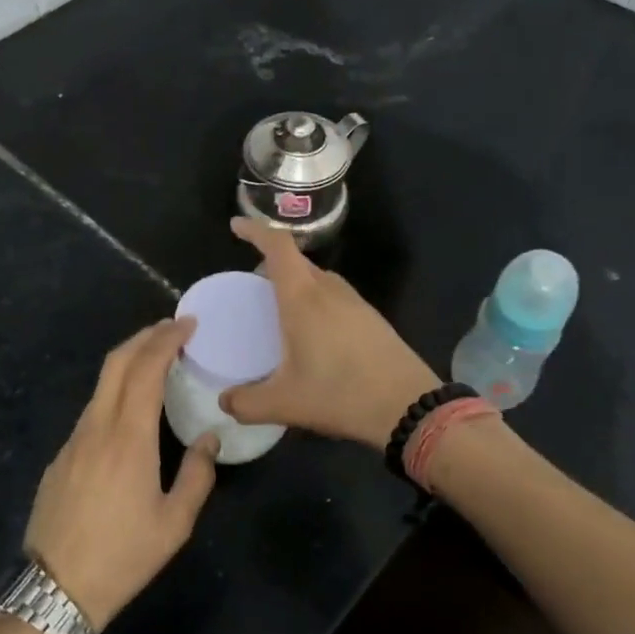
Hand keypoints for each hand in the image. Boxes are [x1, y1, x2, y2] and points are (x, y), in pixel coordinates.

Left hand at [25, 319, 218, 627]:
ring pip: (101, 385)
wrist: (55, 590)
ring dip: (128, 363)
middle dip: (144, 336)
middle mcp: (97, 427)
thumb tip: (208, 439)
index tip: (187, 324)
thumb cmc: (123, 556)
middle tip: (172, 329)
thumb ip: (197, 475)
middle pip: (116, 362)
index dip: (166, 338)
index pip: (146, 368)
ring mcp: (73, 441)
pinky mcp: (59, 458)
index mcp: (129, 437)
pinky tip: (129, 412)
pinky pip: (91, 411)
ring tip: (156, 363)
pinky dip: (115, 393)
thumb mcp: (174, 523)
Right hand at [219, 217, 440, 450]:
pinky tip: (314, 334)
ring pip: (319, 279)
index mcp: (303, 298)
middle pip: (297, 261)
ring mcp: (355, 302)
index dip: (255, 230)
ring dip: (297, 284)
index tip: (236, 226)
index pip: (277, 246)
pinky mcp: (372, 319)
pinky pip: (335, 297)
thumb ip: (246, 403)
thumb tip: (225, 402)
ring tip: (280, 310)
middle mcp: (329, 290)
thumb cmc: (340, 394)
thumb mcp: (284, 404)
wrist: (409, 407)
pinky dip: (316, 302)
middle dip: (272, 263)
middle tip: (252, 286)